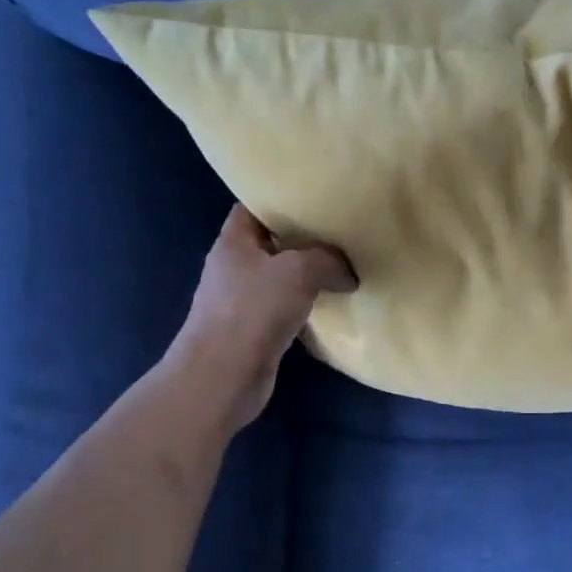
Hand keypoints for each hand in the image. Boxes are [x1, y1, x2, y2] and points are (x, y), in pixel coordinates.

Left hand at [160, 205, 356, 429]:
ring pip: (280, 276)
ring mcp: (242, 300)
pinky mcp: (254, 330)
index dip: (281, 198)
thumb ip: (329, 260)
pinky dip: (306, 304)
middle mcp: (234, 267)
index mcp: (233, 242)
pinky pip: (285, 307)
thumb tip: (348, 271)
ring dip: (307, 273)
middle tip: (340, 230)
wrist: (223, 376)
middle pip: (271, 242)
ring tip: (344, 264)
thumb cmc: (253, 310)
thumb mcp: (300, 270)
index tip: (315, 195)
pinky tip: (332, 303)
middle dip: (303, 237)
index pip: (254, 206)